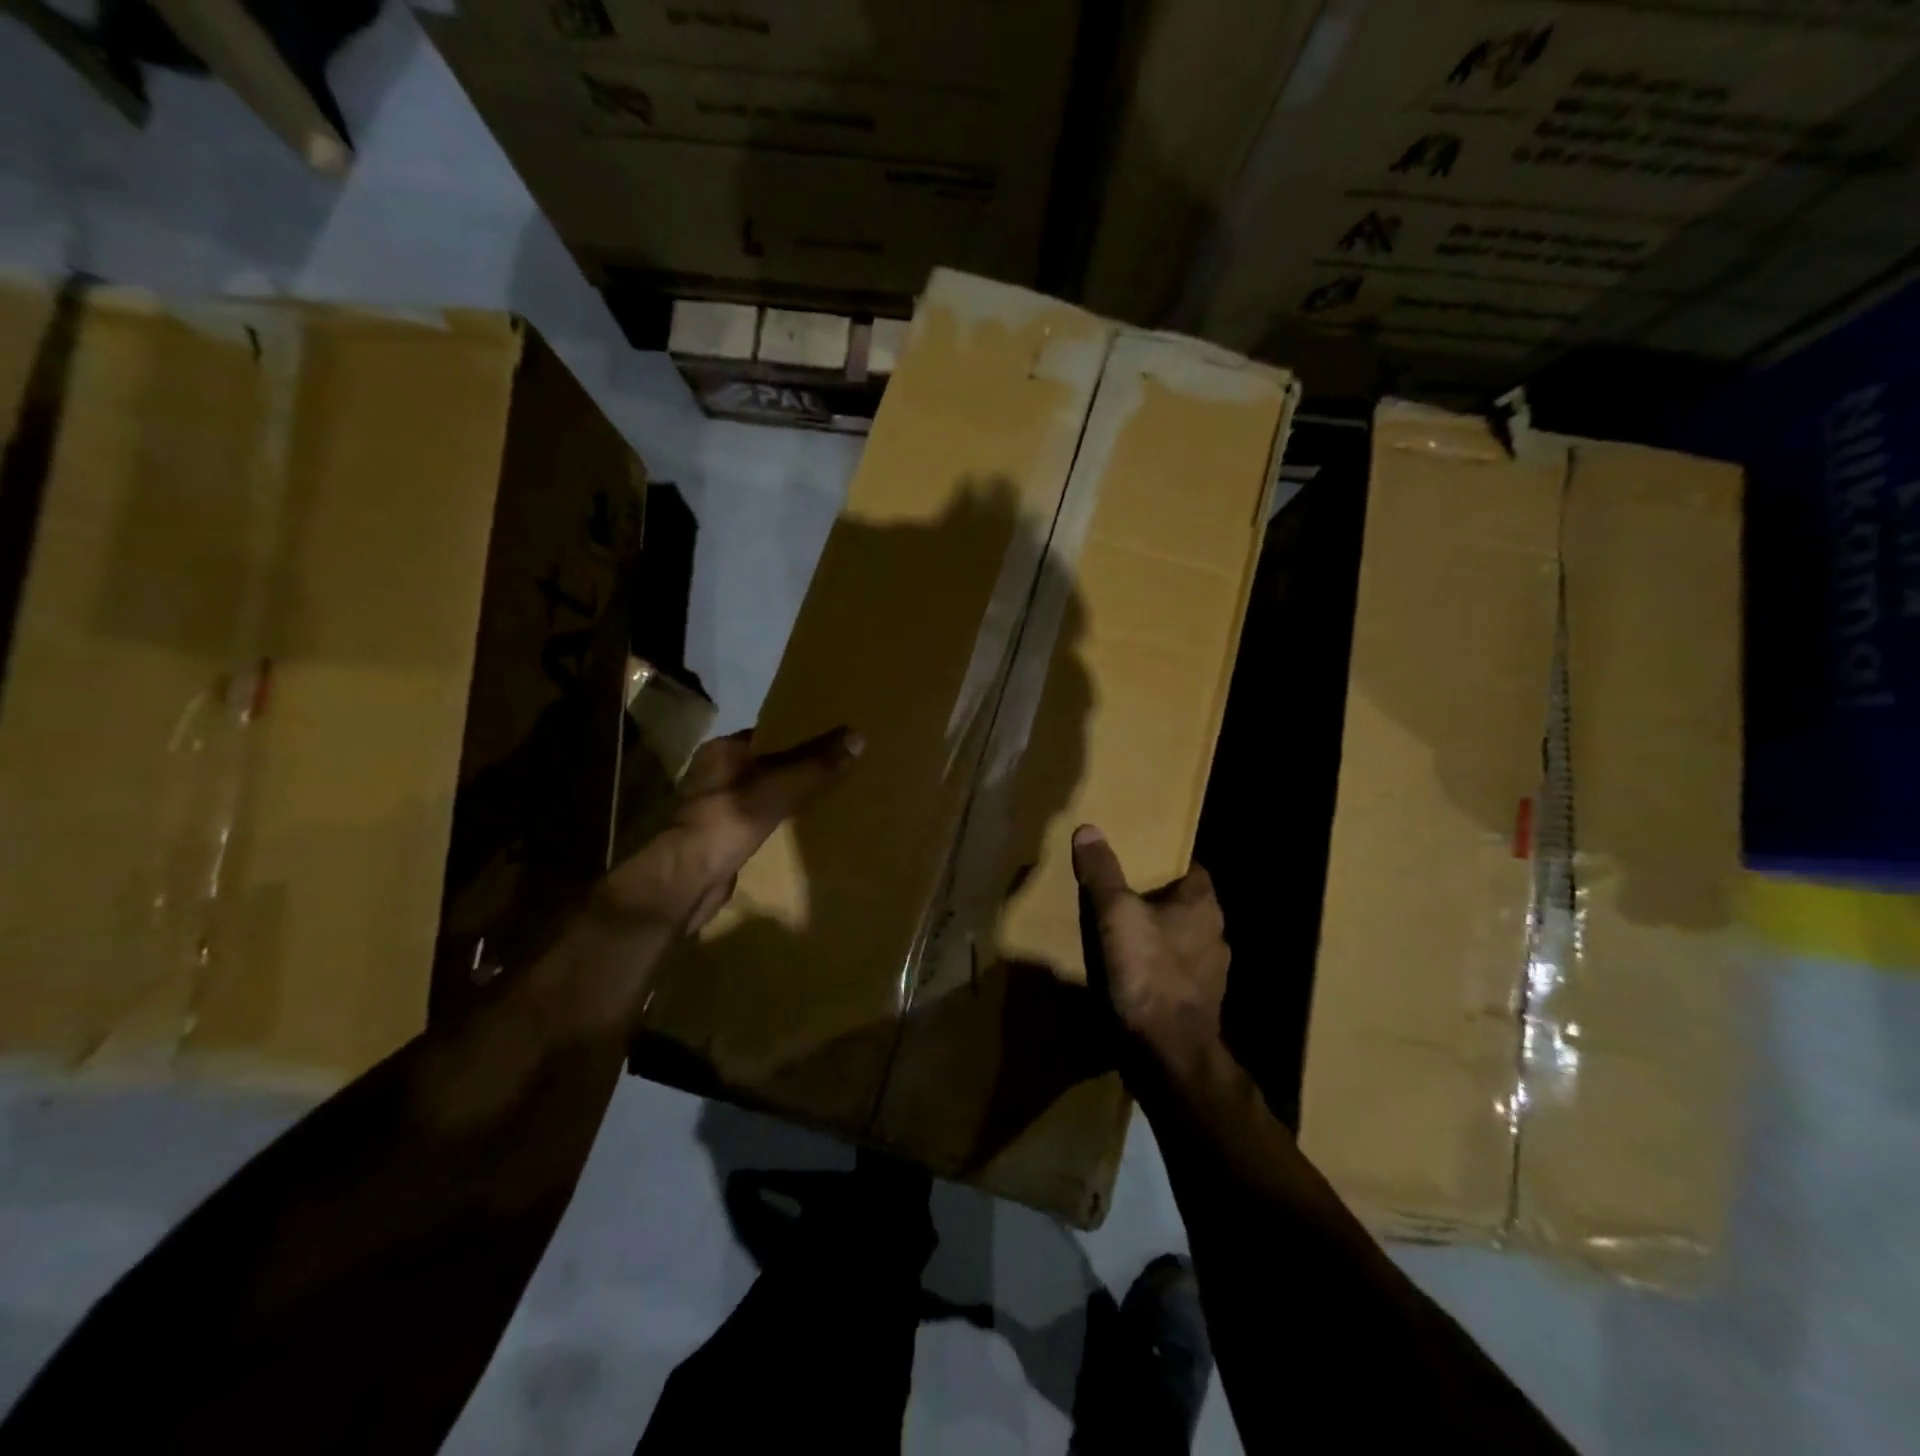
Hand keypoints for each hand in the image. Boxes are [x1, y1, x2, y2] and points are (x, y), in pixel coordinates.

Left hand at [601, 726, 862, 933]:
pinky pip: (759, 818)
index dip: (800, 736)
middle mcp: (715, 773)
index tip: (832, 741)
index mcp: (722, 751)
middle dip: (797, 767)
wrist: (689, 879)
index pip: (768, 734)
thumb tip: (857, 736)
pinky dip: (779, 819)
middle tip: (837, 768)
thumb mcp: (780, 787)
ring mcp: (716, 806)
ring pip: (763, 792)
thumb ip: (816, 764)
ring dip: (788, 795)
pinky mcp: (721, 836)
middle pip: (767, 763)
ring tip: (827, 796)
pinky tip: (802, 825)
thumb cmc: (730, 820)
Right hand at [1072, 824, 1229, 1070]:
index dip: (1167, 863)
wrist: (1168, 1055)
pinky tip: (1129, 977)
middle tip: (1120, 895)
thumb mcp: (1115, 915)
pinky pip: (1174, 977)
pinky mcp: (1198, 1008)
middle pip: (1185, 907)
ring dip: (1157, 939)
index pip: (1193, 870)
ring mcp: (1210, 976)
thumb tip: (1089, 829)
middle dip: (1157, 901)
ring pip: (1181, 943)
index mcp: (1203, 907)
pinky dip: (1155, 972)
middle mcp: (1215, 936)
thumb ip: (1103, 873)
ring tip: (1119, 936)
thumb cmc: (1147, 974)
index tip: (1138, 861)